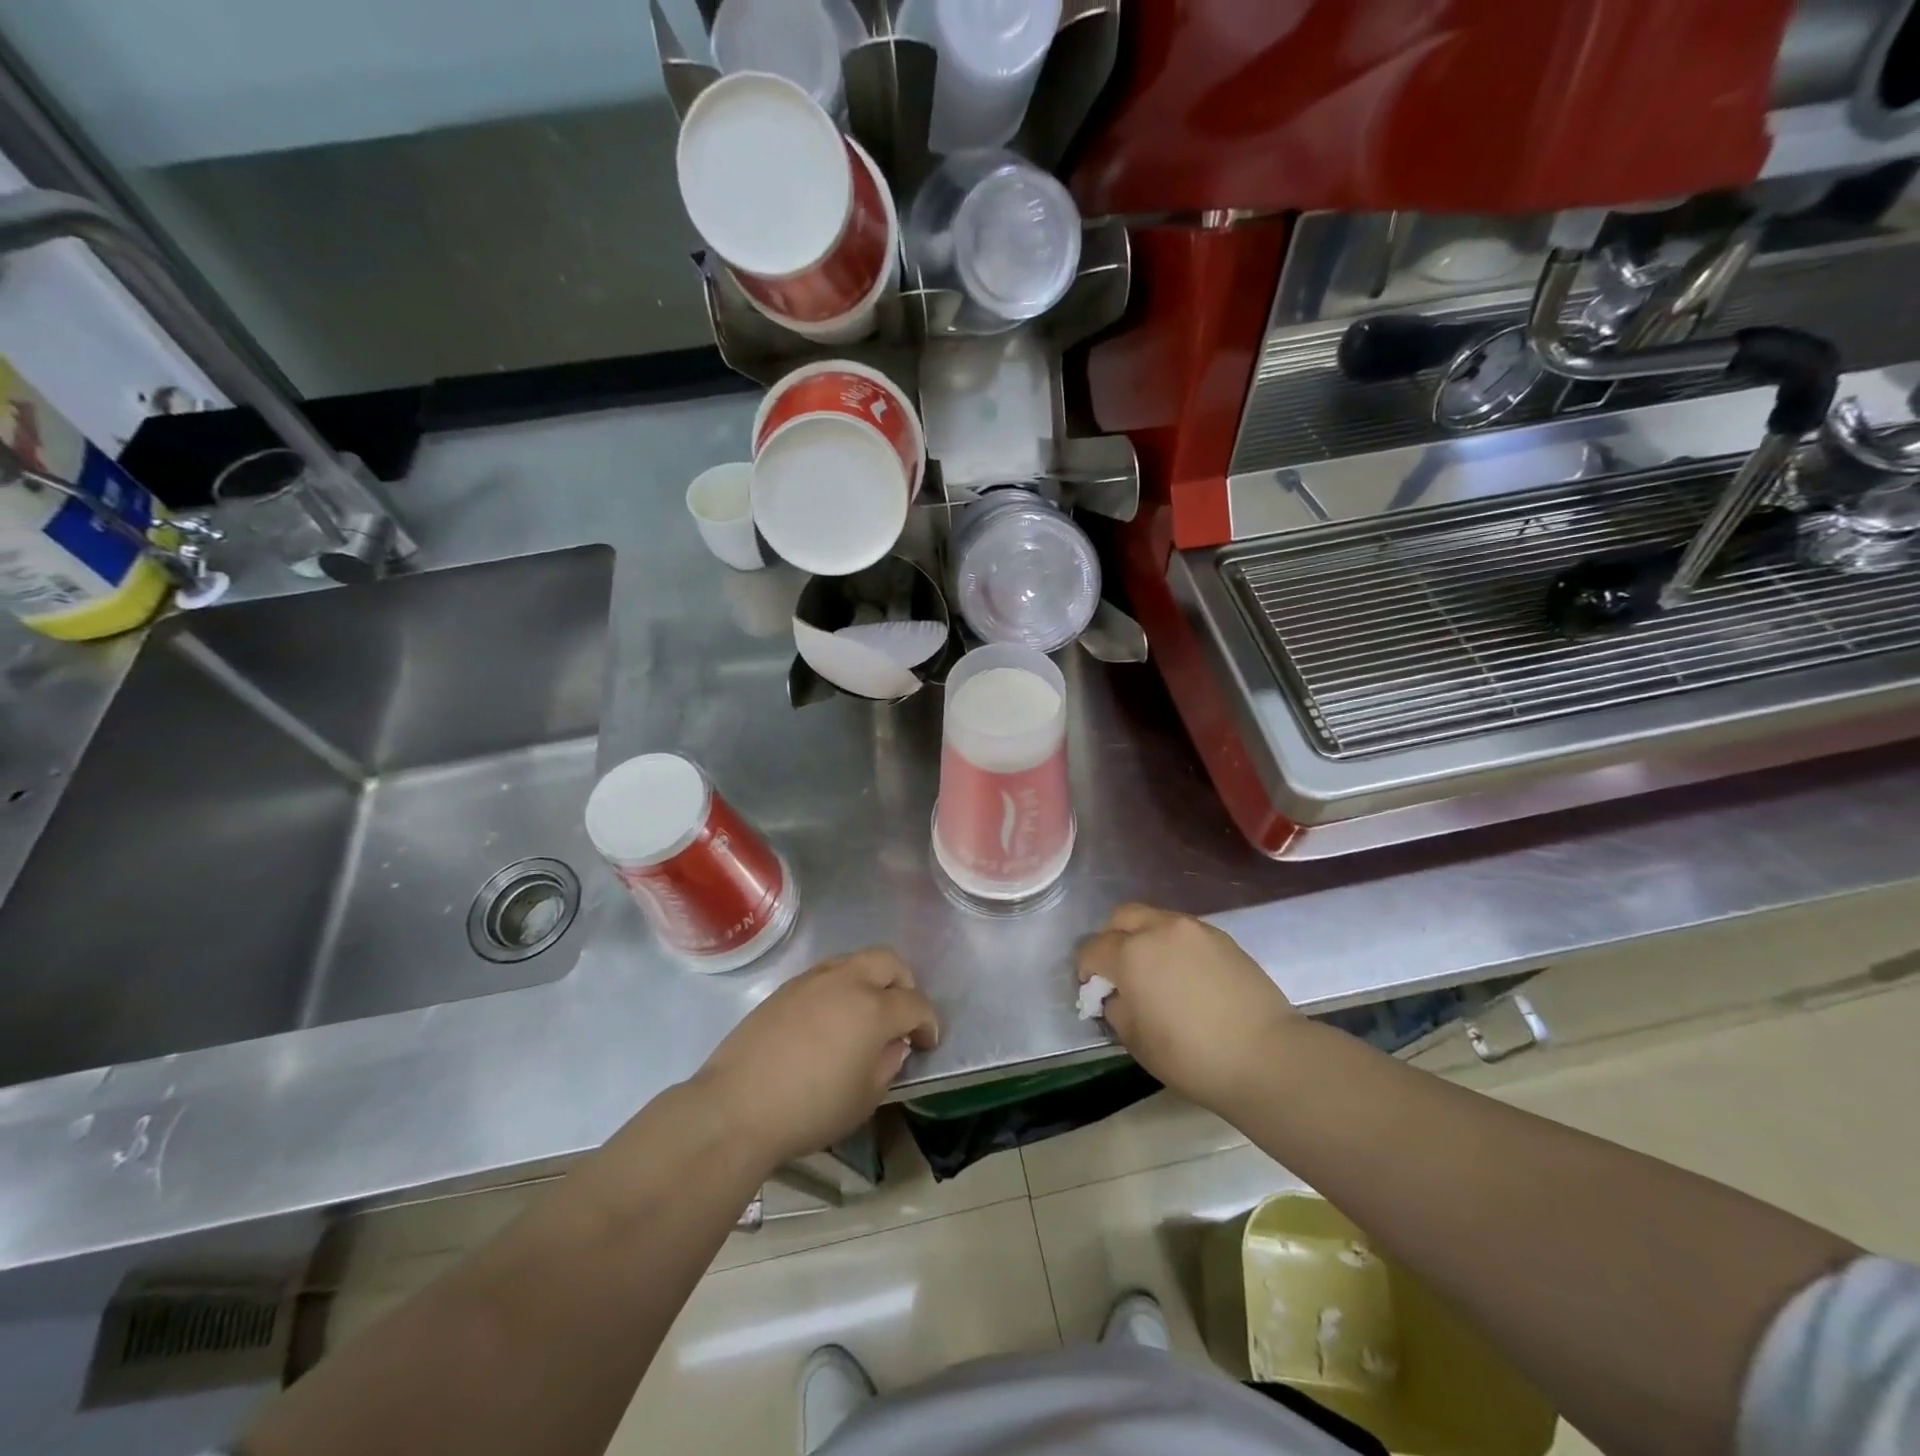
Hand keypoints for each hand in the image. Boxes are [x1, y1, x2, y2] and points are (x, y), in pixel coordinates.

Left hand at [693, 949, 939, 1167]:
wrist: (737, 1107)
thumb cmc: (810, 1110)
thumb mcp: (864, 1099)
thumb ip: (888, 1063)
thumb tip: (894, 1044)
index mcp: (873, 1008)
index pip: (915, 1003)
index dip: (928, 1022)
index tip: (927, 1042)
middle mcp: (846, 981)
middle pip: (888, 961)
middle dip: (904, 983)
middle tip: (901, 1014)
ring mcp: (812, 980)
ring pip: (855, 960)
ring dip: (871, 980)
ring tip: (865, 1014)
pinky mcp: (785, 988)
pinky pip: (825, 974)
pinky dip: (841, 987)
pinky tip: (831, 1019)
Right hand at [1078, 903, 1298, 1115]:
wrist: (1266, 1056)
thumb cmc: (1191, 1055)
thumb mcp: (1136, 1040)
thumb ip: (1116, 1007)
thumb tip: (1116, 994)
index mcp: (1131, 953)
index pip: (1092, 949)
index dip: (1086, 970)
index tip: (1093, 992)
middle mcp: (1159, 929)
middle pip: (1122, 917)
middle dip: (1112, 939)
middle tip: (1120, 971)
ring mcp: (1194, 929)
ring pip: (1155, 919)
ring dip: (1144, 938)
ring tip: (1156, 972)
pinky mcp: (1222, 937)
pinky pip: (1184, 931)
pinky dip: (1174, 944)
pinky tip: (1186, 975)